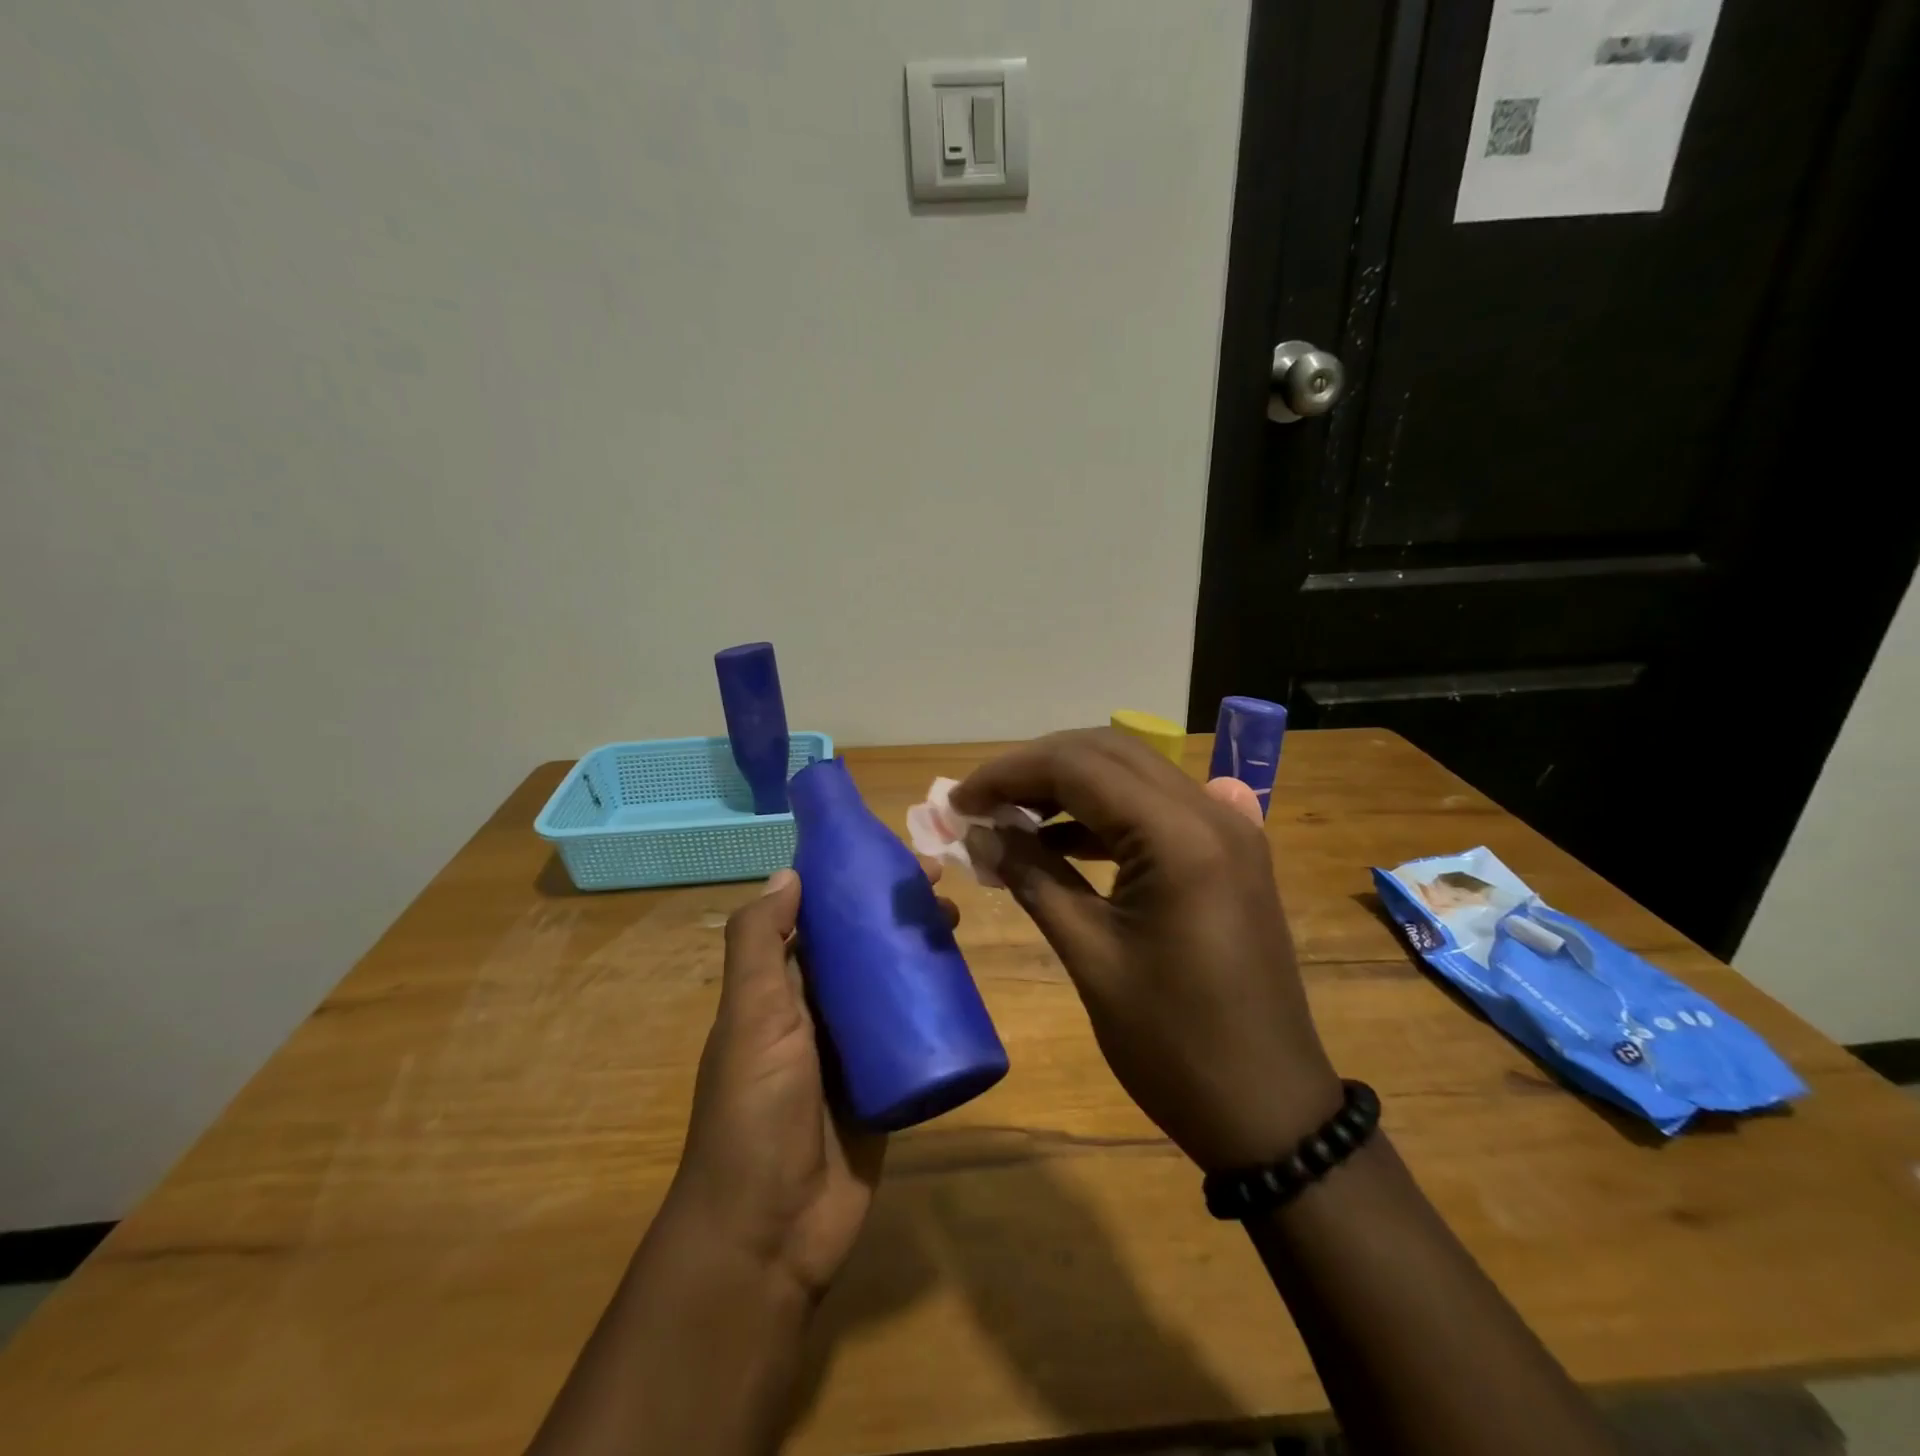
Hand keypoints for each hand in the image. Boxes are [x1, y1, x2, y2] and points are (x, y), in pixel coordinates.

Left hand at [665, 865, 953, 1302]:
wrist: (770, 1234)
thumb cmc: (755, 1111)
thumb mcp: (750, 1017)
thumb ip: (759, 945)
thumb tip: (789, 873)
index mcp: (778, 989)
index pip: (816, 917)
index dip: (850, 880)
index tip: (892, 855)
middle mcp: (815, 1010)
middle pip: (861, 945)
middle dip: (894, 911)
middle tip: (941, 888)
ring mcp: (852, 1049)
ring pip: (891, 983)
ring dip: (920, 949)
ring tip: (956, 924)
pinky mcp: (885, 1084)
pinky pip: (913, 1032)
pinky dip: (935, 1004)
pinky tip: (965, 982)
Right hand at [953, 729, 1340, 1170]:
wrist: (1269, 1109)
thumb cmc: (1173, 1044)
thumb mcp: (1090, 957)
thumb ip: (1033, 879)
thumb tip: (981, 834)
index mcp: (1178, 837)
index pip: (1078, 767)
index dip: (1008, 774)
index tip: (959, 801)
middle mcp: (1210, 813)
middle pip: (1108, 752)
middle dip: (1037, 767)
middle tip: (983, 802)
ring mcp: (1228, 829)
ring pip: (1133, 773)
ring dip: (1070, 785)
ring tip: (1012, 818)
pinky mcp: (1229, 853)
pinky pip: (1157, 808)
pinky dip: (1104, 813)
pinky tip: (1061, 840)